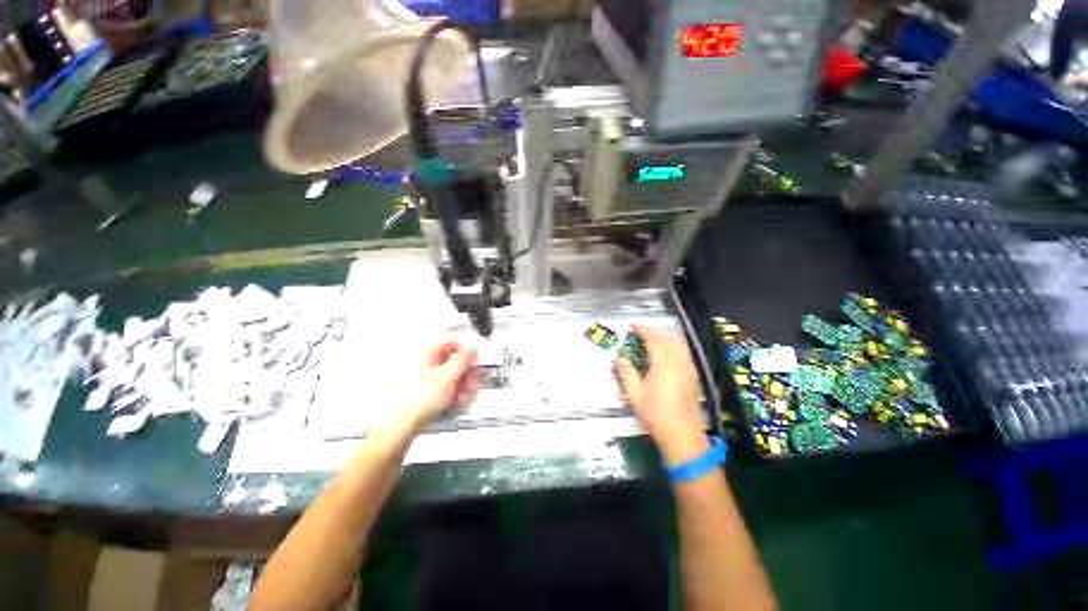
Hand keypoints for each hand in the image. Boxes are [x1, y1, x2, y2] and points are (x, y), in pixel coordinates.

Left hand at [405, 339, 480, 427]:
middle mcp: (420, 360)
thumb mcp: (449, 375)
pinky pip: (440, 386)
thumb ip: (464, 359)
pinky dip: (451, 392)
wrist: (399, 425)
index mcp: (425, 350)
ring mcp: (418, 376)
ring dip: (461, 385)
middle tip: (472, 383)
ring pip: (447, 375)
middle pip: (452, 361)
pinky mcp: (418, 391)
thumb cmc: (417, 400)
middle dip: (466, 373)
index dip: (467, 354)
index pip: (453, 342)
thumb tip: (472, 348)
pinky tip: (456, 401)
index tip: (474, 365)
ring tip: (466, 396)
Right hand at [615, 325, 707, 464]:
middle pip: (669, 337)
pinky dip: (673, 346)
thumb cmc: (656, 415)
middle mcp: (679, 361)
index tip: (633, 325)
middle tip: (640, 332)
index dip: (643, 329)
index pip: (654, 338)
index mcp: (663, 363)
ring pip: (679, 343)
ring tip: (652, 340)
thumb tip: (616, 356)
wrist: (683, 436)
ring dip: (665, 337)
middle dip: (655, 331)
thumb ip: (626, 372)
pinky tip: (665, 355)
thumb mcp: (635, 394)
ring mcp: (689, 368)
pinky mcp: (693, 376)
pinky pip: (684, 352)